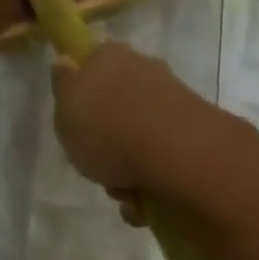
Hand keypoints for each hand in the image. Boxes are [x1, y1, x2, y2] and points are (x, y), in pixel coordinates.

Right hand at [49, 40, 220, 201]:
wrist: (176, 153)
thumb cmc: (107, 128)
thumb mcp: (65, 109)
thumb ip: (63, 88)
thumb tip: (66, 63)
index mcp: (110, 57)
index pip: (92, 63)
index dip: (83, 92)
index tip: (76, 122)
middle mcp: (145, 72)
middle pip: (117, 110)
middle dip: (107, 144)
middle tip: (96, 164)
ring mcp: (173, 104)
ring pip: (139, 141)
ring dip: (127, 172)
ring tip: (124, 192)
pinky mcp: (194, 136)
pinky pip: (162, 164)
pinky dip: (151, 186)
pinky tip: (144, 203)